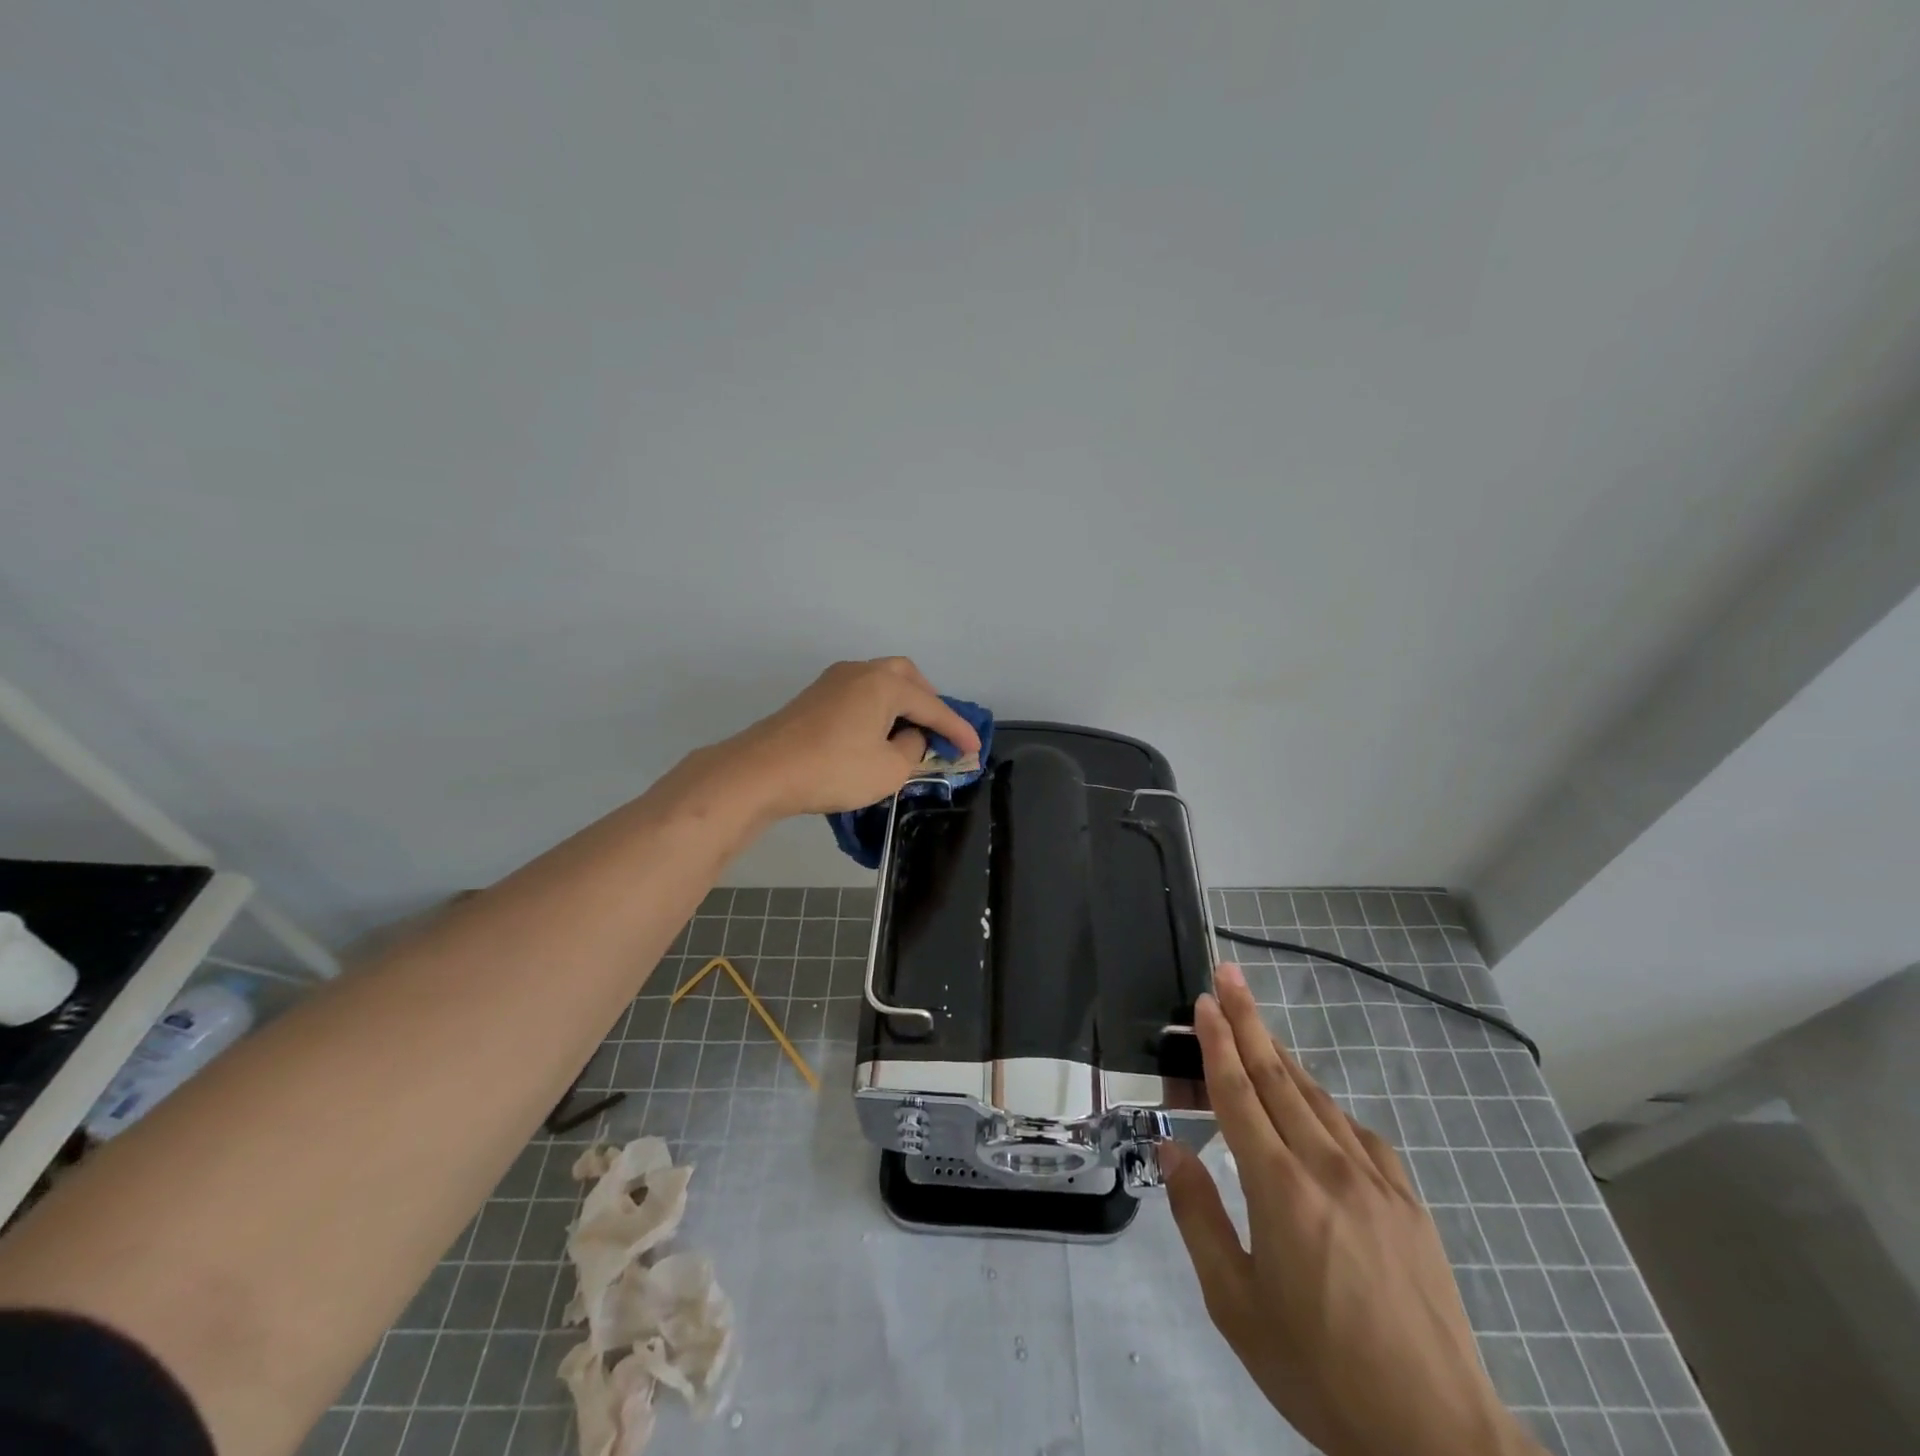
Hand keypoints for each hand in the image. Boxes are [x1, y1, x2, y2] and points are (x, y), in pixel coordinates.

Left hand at [719, 657, 981, 819]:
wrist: (762, 771)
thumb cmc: (834, 769)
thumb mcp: (889, 770)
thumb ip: (911, 750)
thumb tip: (908, 737)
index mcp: (885, 683)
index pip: (933, 706)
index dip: (957, 730)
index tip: (974, 749)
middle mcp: (860, 671)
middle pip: (906, 677)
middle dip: (927, 702)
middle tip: (938, 730)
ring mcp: (833, 682)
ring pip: (879, 683)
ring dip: (900, 704)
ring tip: (909, 733)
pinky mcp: (813, 698)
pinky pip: (859, 695)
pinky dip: (877, 710)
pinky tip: (875, 735)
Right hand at [1162, 965, 1540, 1455]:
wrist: (1436, 1437)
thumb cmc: (1318, 1371)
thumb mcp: (1235, 1305)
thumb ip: (1198, 1216)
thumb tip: (1171, 1148)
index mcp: (1280, 1190)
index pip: (1239, 1094)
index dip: (1218, 1042)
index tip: (1205, 1001)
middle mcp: (1328, 1168)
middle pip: (1278, 1076)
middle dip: (1249, 1020)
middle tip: (1229, 973)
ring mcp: (1375, 1182)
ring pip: (1318, 1098)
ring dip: (1282, 1056)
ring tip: (1258, 1028)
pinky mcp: (1409, 1203)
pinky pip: (1358, 1134)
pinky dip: (1327, 1107)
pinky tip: (1317, 1110)